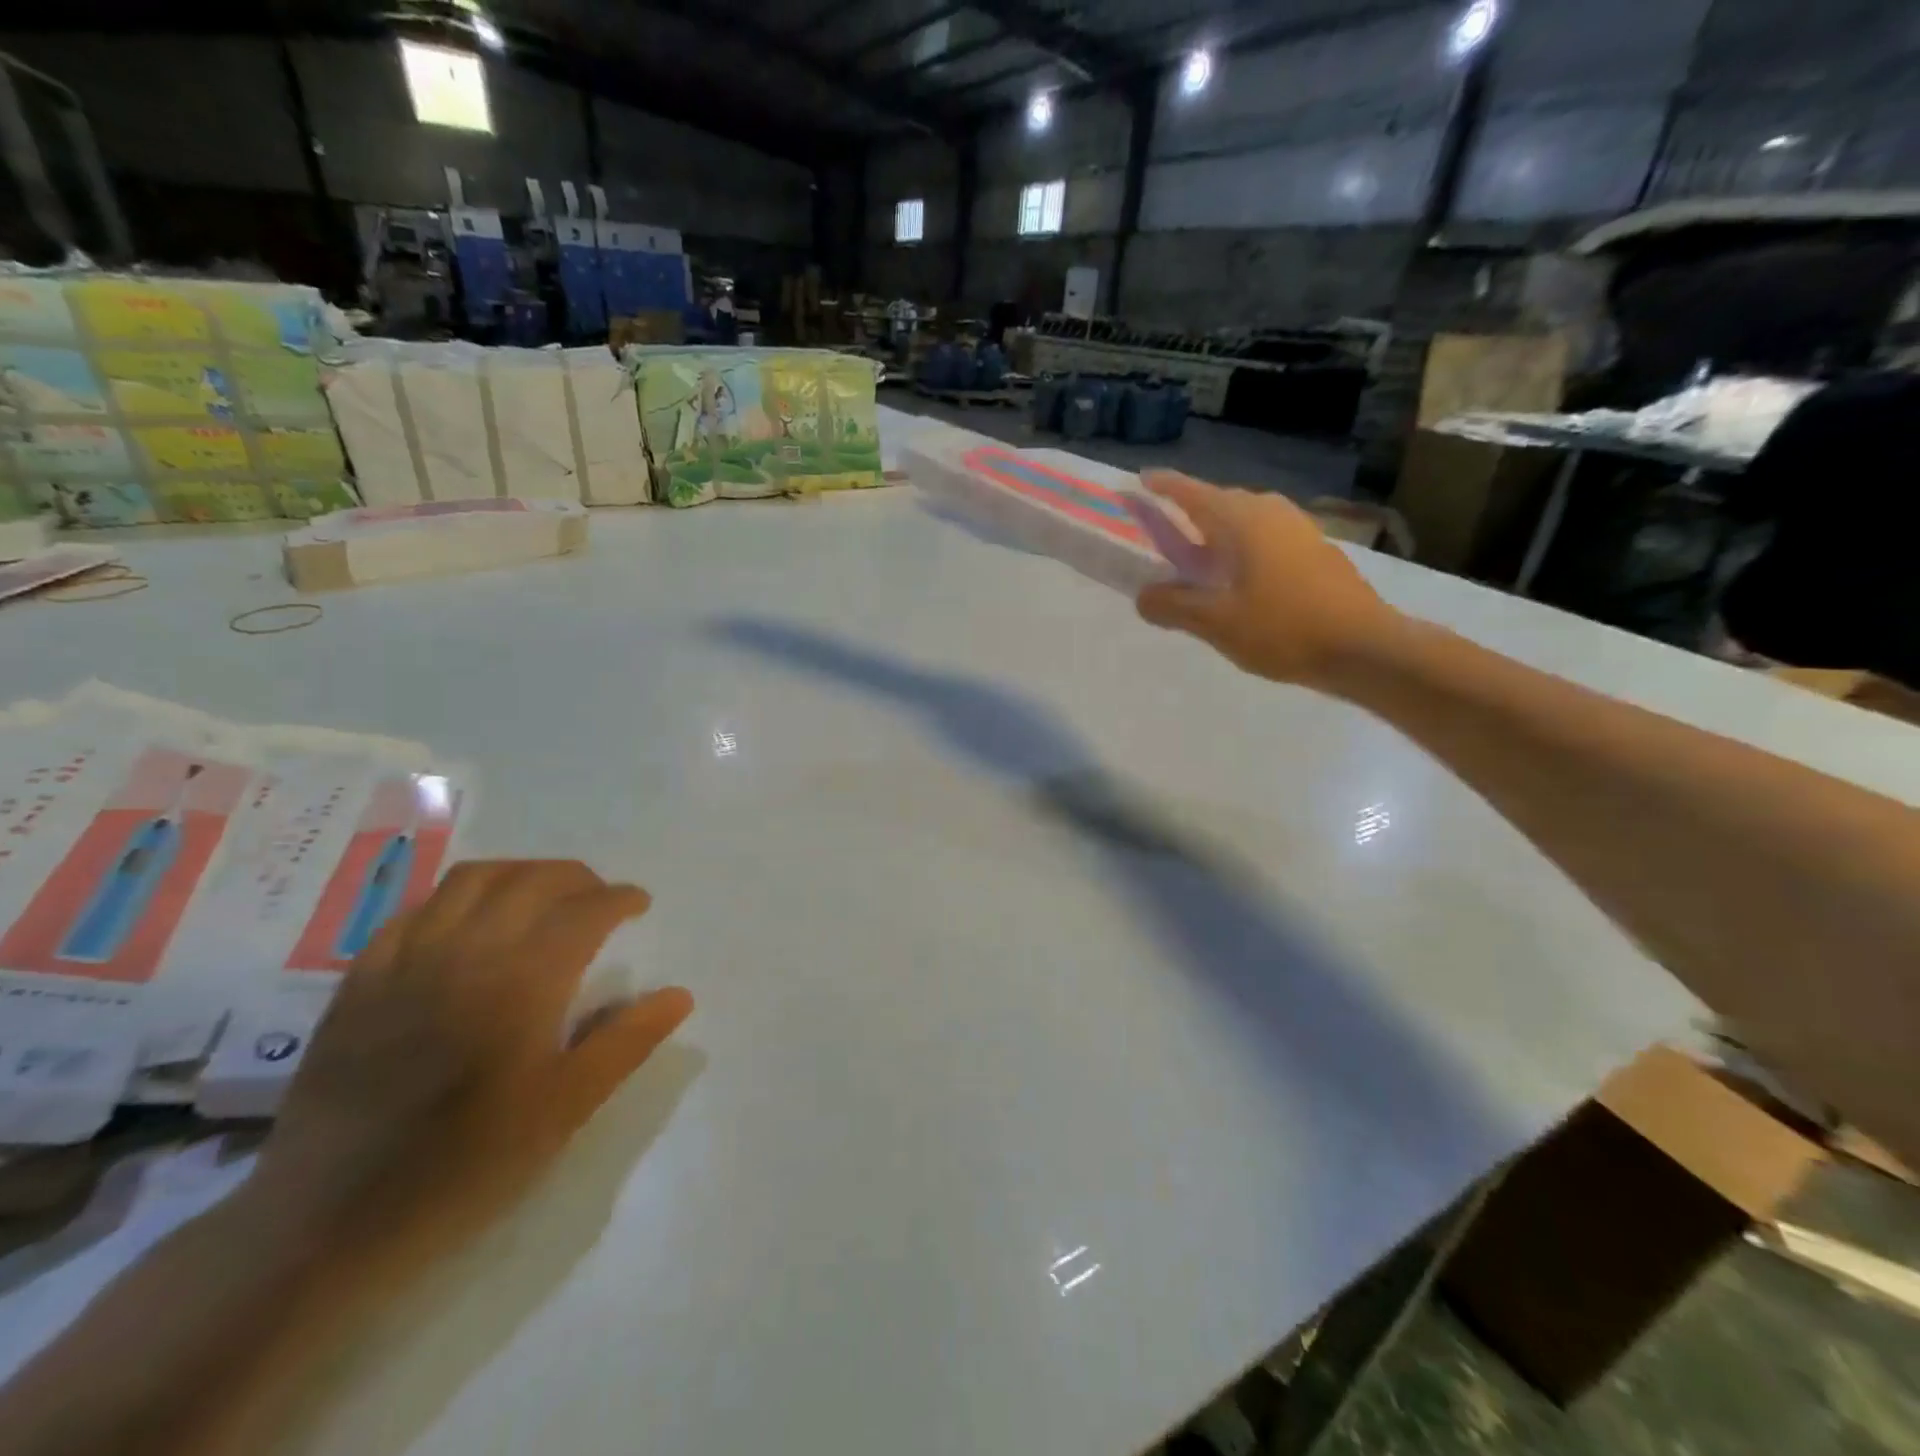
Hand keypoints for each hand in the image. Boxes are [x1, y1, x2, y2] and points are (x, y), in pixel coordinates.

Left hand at [249, 861, 692, 1251]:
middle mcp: (467, 952)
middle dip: (577, 878)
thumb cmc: (466, 1165)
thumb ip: (627, 1041)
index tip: (639, 906)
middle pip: (533, 879)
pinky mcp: (361, 980)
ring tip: (542, 898)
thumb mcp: (566, 1109)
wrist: (327, 1223)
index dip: (620, 899)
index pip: (585, 910)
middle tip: (599, 900)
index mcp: (523, 981)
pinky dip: (457, 899)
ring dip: (520, 874)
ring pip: (472, 880)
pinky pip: (416, 910)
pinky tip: (469, 923)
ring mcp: (407, 961)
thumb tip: (679, 994)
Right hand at [1136, 470, 1401, 688]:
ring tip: (1201, 562)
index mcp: (1241, 520)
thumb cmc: (1283, 628)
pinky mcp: (1316, 549)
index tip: (1141, 480)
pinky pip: (1266, 537)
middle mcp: (1270, 512)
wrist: (1364, 646)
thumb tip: (1143, 596)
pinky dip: (1243, 549)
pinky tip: (1241, 581)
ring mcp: (1298, 528)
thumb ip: (1172, 606)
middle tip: (1165, 535)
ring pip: (1246, 520)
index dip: (1163, 485)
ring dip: (1218, 534)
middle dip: (1189, 513)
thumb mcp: (1215, 623)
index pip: (1191, 492)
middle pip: (1219, 503)